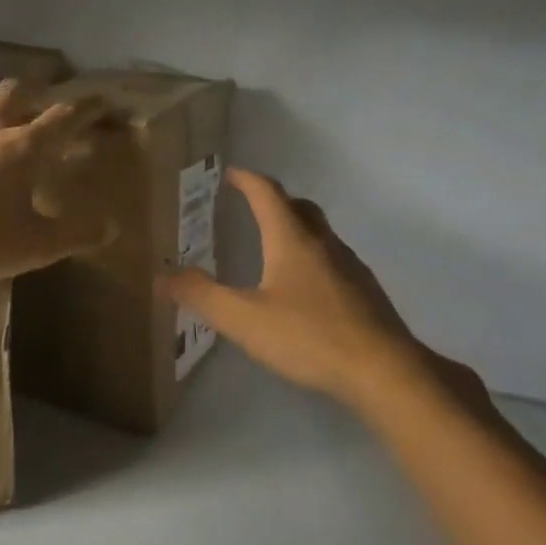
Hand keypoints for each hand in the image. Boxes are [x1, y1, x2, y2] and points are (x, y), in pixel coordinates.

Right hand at [158, 168, 486, 416]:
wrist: (383, 371)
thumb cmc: (309, 337)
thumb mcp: (243, 319)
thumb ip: (201, 295)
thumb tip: (162, 275)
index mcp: (292, 240)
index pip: (268, 194)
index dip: (247, 179)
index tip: (230, 173)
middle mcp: (324, 244)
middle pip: (300, 207)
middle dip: (274, 200)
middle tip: (251, 205)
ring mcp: (350, 267)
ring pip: (320, 233)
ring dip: (296, 228)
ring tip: (274, 245)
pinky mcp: (365, 292)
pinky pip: (333, 260)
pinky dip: (312, 257)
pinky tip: (304, 289)